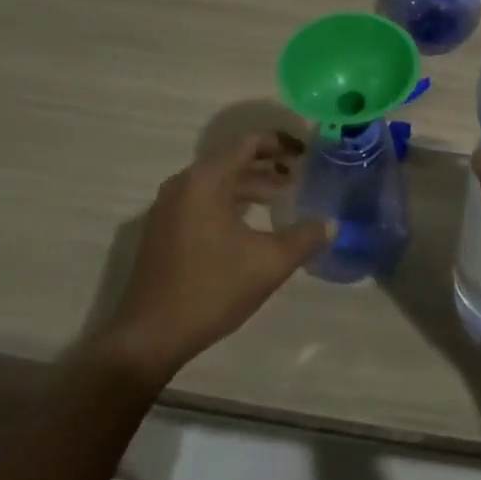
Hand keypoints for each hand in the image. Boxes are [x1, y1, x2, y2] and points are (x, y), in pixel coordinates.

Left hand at [101, 132, 330, 382]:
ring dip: (250, 184)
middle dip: (268, 164)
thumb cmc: (211, 289)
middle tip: (301, 173)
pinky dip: (230, 200)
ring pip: (217, 181)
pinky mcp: (163, 228)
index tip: (307, 151)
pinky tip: (251, 222)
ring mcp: (168, 206)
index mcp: (205, 180)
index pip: (248, 143)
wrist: (149, 336)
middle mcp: (183, 183)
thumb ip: (304, 238)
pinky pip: (203, 199)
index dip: (281, 143)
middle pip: (232, 159)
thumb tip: (330, 224)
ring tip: (283, 196)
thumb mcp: (268, 263)